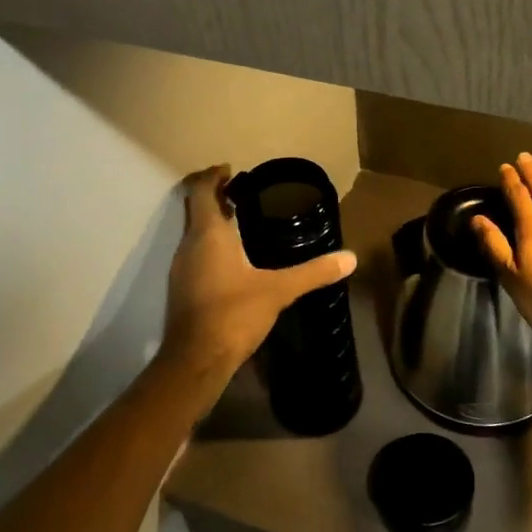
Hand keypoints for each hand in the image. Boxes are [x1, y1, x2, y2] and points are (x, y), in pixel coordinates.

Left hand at [159, 165, 357, 388]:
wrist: (195, 361)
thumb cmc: (233, 315)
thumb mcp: (278, 291)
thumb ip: (313, 272)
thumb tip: (350, 258)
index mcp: (208, 234)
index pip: (201, 190)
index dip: (213, 175)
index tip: (231, 170)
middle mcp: (189, 245)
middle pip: (196, 208)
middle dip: (215, 195)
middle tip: (242, 191)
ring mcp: (181, 268)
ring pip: (194, 231)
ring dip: (212, 220)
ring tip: (241, 220)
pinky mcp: (183, 288)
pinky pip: (195, 252)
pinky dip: (211, 243)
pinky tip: (234, 258)